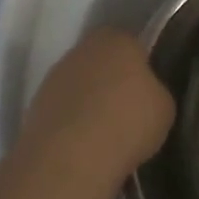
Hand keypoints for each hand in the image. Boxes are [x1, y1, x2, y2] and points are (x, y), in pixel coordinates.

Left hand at [16, 28, 174, 186]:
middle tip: (128, 110)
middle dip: (112, 81)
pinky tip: (84, 145)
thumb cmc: (127, 123)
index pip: (132, 43)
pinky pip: (63, 109)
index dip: (141, 66)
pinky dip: (72, 122)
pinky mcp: (35, 106)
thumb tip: (144, 96)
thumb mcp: (164, 107)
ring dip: (89, 101)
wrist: (70, 158)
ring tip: (105, 133)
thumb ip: (154, 92)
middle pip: (102, 61)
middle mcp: (81, 49)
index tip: (147, 90)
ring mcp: (54, 77)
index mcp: (117, 39)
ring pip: (80, 84)